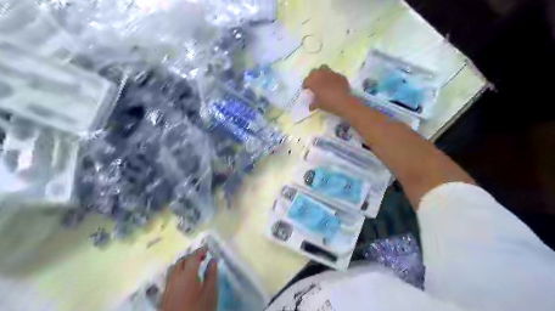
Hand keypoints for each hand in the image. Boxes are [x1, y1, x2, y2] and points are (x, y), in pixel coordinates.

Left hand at [161, 248, 216, 310]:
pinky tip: (185, 282)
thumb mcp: (210, 295)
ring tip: (194, 269)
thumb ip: (211, 276)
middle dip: (191, 257)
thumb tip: (213, 261)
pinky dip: (178, 274)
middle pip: (180, 261)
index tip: (207, 249)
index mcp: (186, 276)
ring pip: (173, 270)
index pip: (192, 257)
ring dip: (183, 265)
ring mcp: (167, 289)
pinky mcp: (163, 298)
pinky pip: (170, 279)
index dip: (200, 251)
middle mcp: (174, 279)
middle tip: (202, 259)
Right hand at [303, 64, 359, 117]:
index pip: (306, 80)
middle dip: (312, 76)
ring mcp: (331, 73)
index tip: (305, 89)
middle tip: (313, 83)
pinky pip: (333, 74)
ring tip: (322, 79)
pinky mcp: (340, 75)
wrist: (344, 102)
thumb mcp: (319, 105)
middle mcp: (321, 74)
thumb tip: (310, 107)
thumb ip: (313, 104)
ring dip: (321, 73)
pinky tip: (333, 83)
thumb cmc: (328, 103)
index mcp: (314, 81)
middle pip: (314, 71)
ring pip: (324, 68)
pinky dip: (331, 77)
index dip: (305, 85)